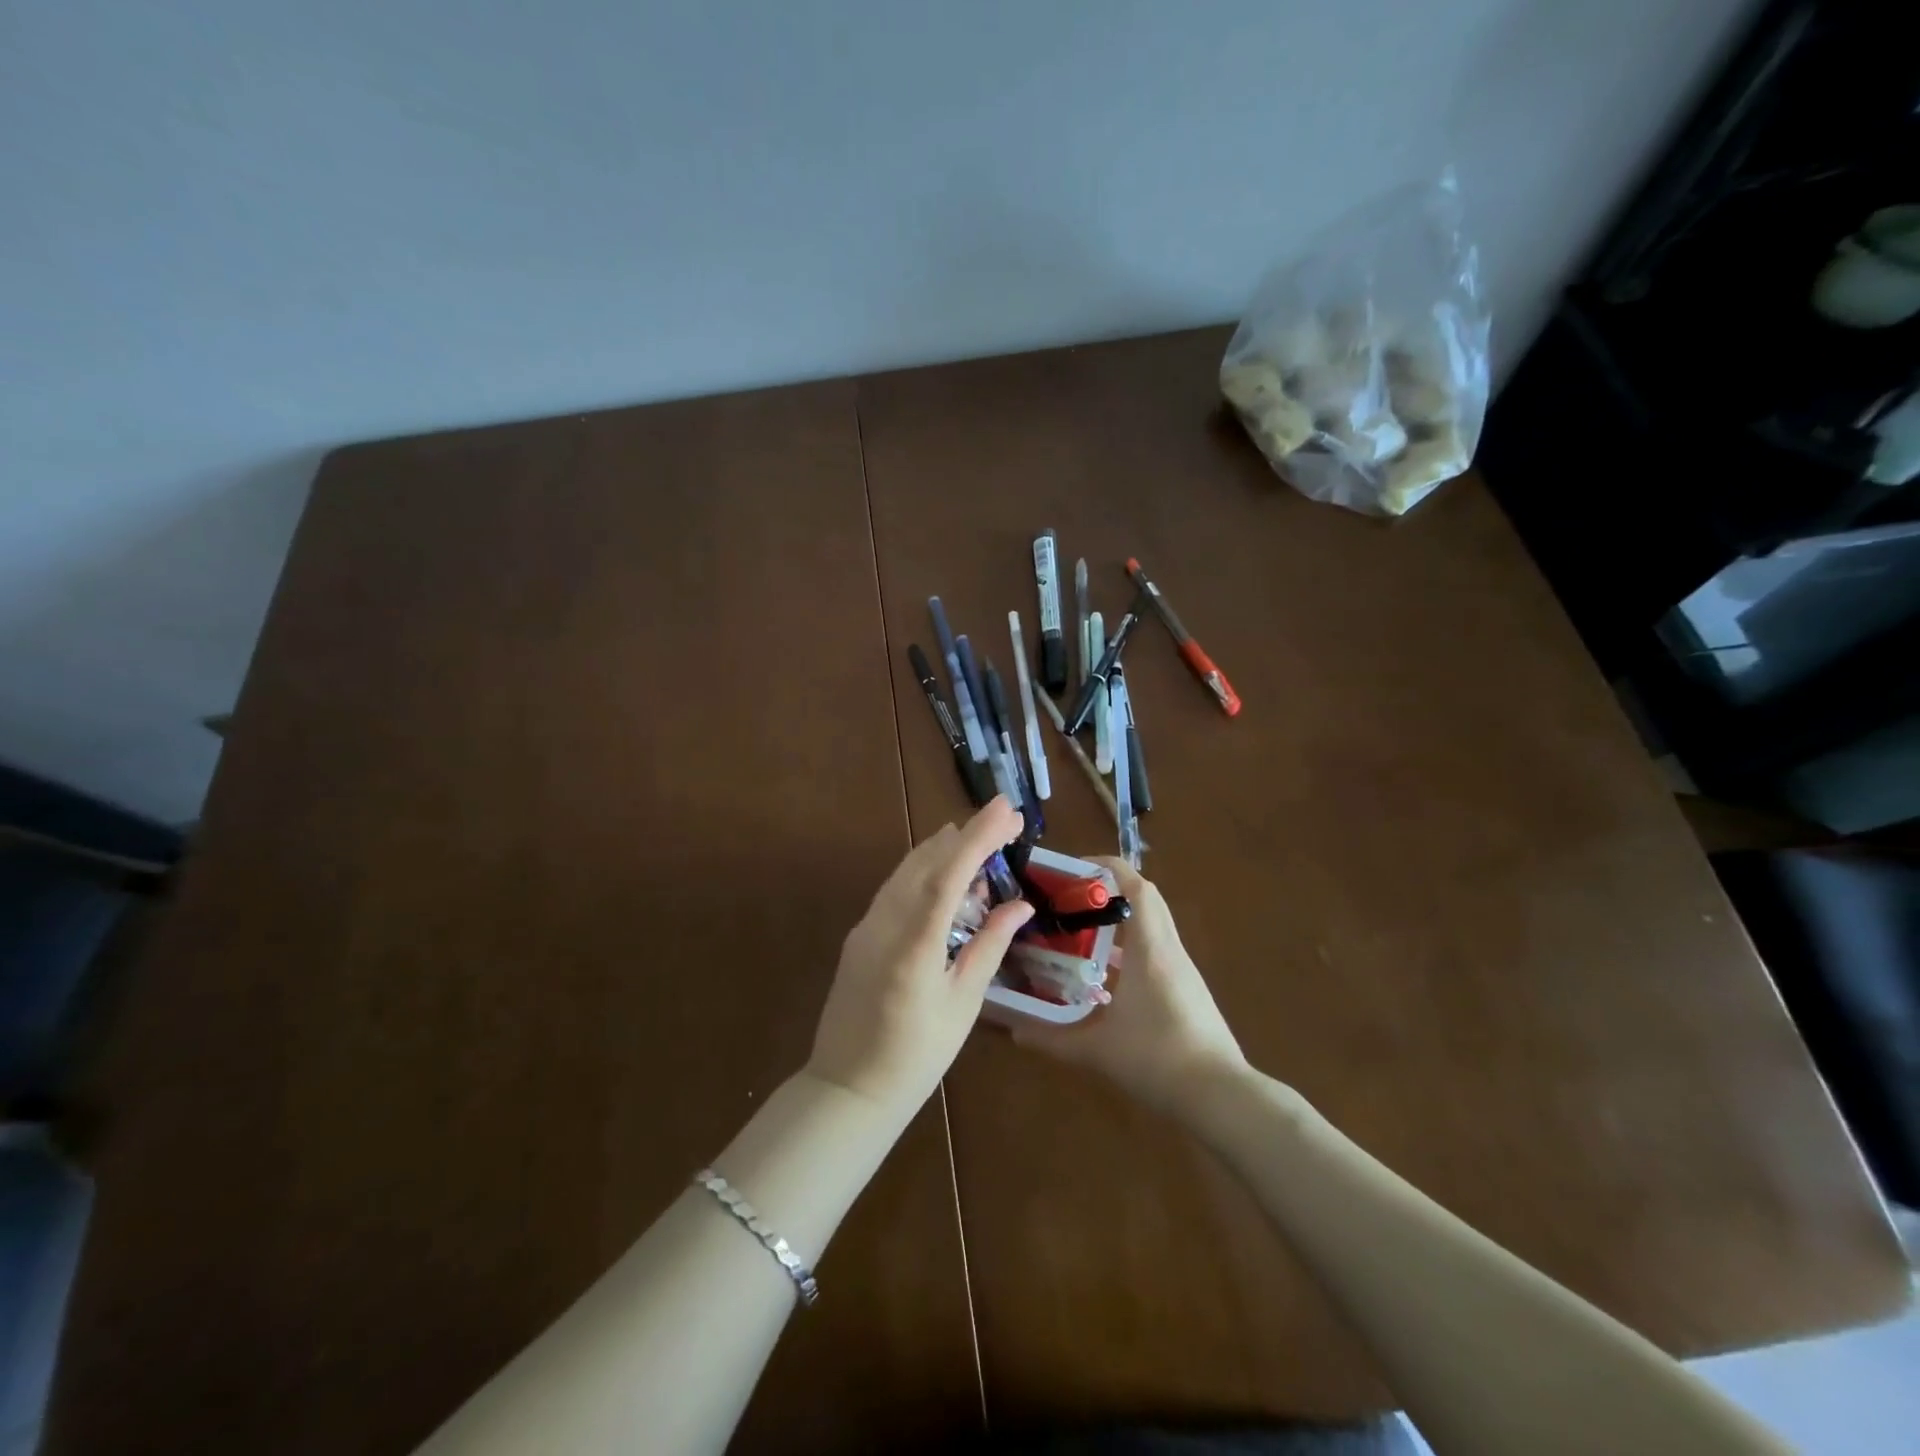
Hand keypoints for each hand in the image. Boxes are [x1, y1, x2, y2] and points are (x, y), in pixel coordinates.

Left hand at [807, 797, 1033, 1120]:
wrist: (849, 1088)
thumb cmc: (916, 1056)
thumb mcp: (962, 1003)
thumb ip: (989, 947)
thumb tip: (1019, 905)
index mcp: (915, 943)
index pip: (950, 874)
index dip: (979, 837)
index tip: (1005, 809)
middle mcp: (885, 923)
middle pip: (926, 861)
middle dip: (966, 834)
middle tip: (1004, 818)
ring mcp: (866, 926)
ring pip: (906, 870)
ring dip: (942, 848)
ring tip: (977, 836)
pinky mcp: (860, 935)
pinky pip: (894, 889)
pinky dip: (922, 871)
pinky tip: (942, 873)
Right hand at [1010, 858, 1246, 1117]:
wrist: (1221, 1098)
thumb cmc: (1157, 1059)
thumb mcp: (1096, 1050)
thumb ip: (1051, 1038)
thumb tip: (1014, 1030)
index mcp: (1150, 949)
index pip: (1137, 886)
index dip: (1107, 868)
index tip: (1073, 870)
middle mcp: (1169, 951)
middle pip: (1145, 900)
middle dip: (1108, 892)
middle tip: (1070, 901)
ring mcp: (1182, 971)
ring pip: (1151, 928)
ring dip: (1119, 923)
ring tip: (1079, 936)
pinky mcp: (1187, 992)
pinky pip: (1156, 954)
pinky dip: (1130, 951)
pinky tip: (1104, 979)